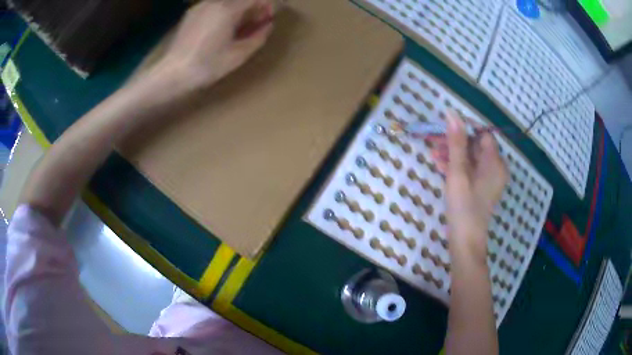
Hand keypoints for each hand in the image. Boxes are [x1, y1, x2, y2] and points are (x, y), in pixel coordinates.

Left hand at [160, 0, 274, 88]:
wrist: (173, 73)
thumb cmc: (207, 66)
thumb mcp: (239, 55)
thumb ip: (258, 37)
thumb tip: (267, 25)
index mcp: (228, 10)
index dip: (265, 6)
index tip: (267, 20)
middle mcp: (214, 3)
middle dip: (251, 8)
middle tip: (253, 24)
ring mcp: (200, 7)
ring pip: (226, 1)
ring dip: (237, 10)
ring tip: (235, 28)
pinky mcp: (191, 14)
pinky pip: (213, 6)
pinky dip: (222, 12)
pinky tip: (218, 29)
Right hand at [428, 112, 507, 260]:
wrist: (465, 241)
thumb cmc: (463, 206)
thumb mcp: (458, 172)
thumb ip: (456, 141)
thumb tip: (452, 113)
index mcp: (495, 162)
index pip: (482, 133)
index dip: (464, 127)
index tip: (444, 127)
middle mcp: (496, 168)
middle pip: (475, 145)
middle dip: (454, 141)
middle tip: (433, 140)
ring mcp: (489, 179)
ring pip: (471, 157)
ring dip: (453, 153)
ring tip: (432, 154)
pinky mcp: (482, 187)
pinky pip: (470, 169)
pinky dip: (457, 166)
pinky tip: (440, 165)